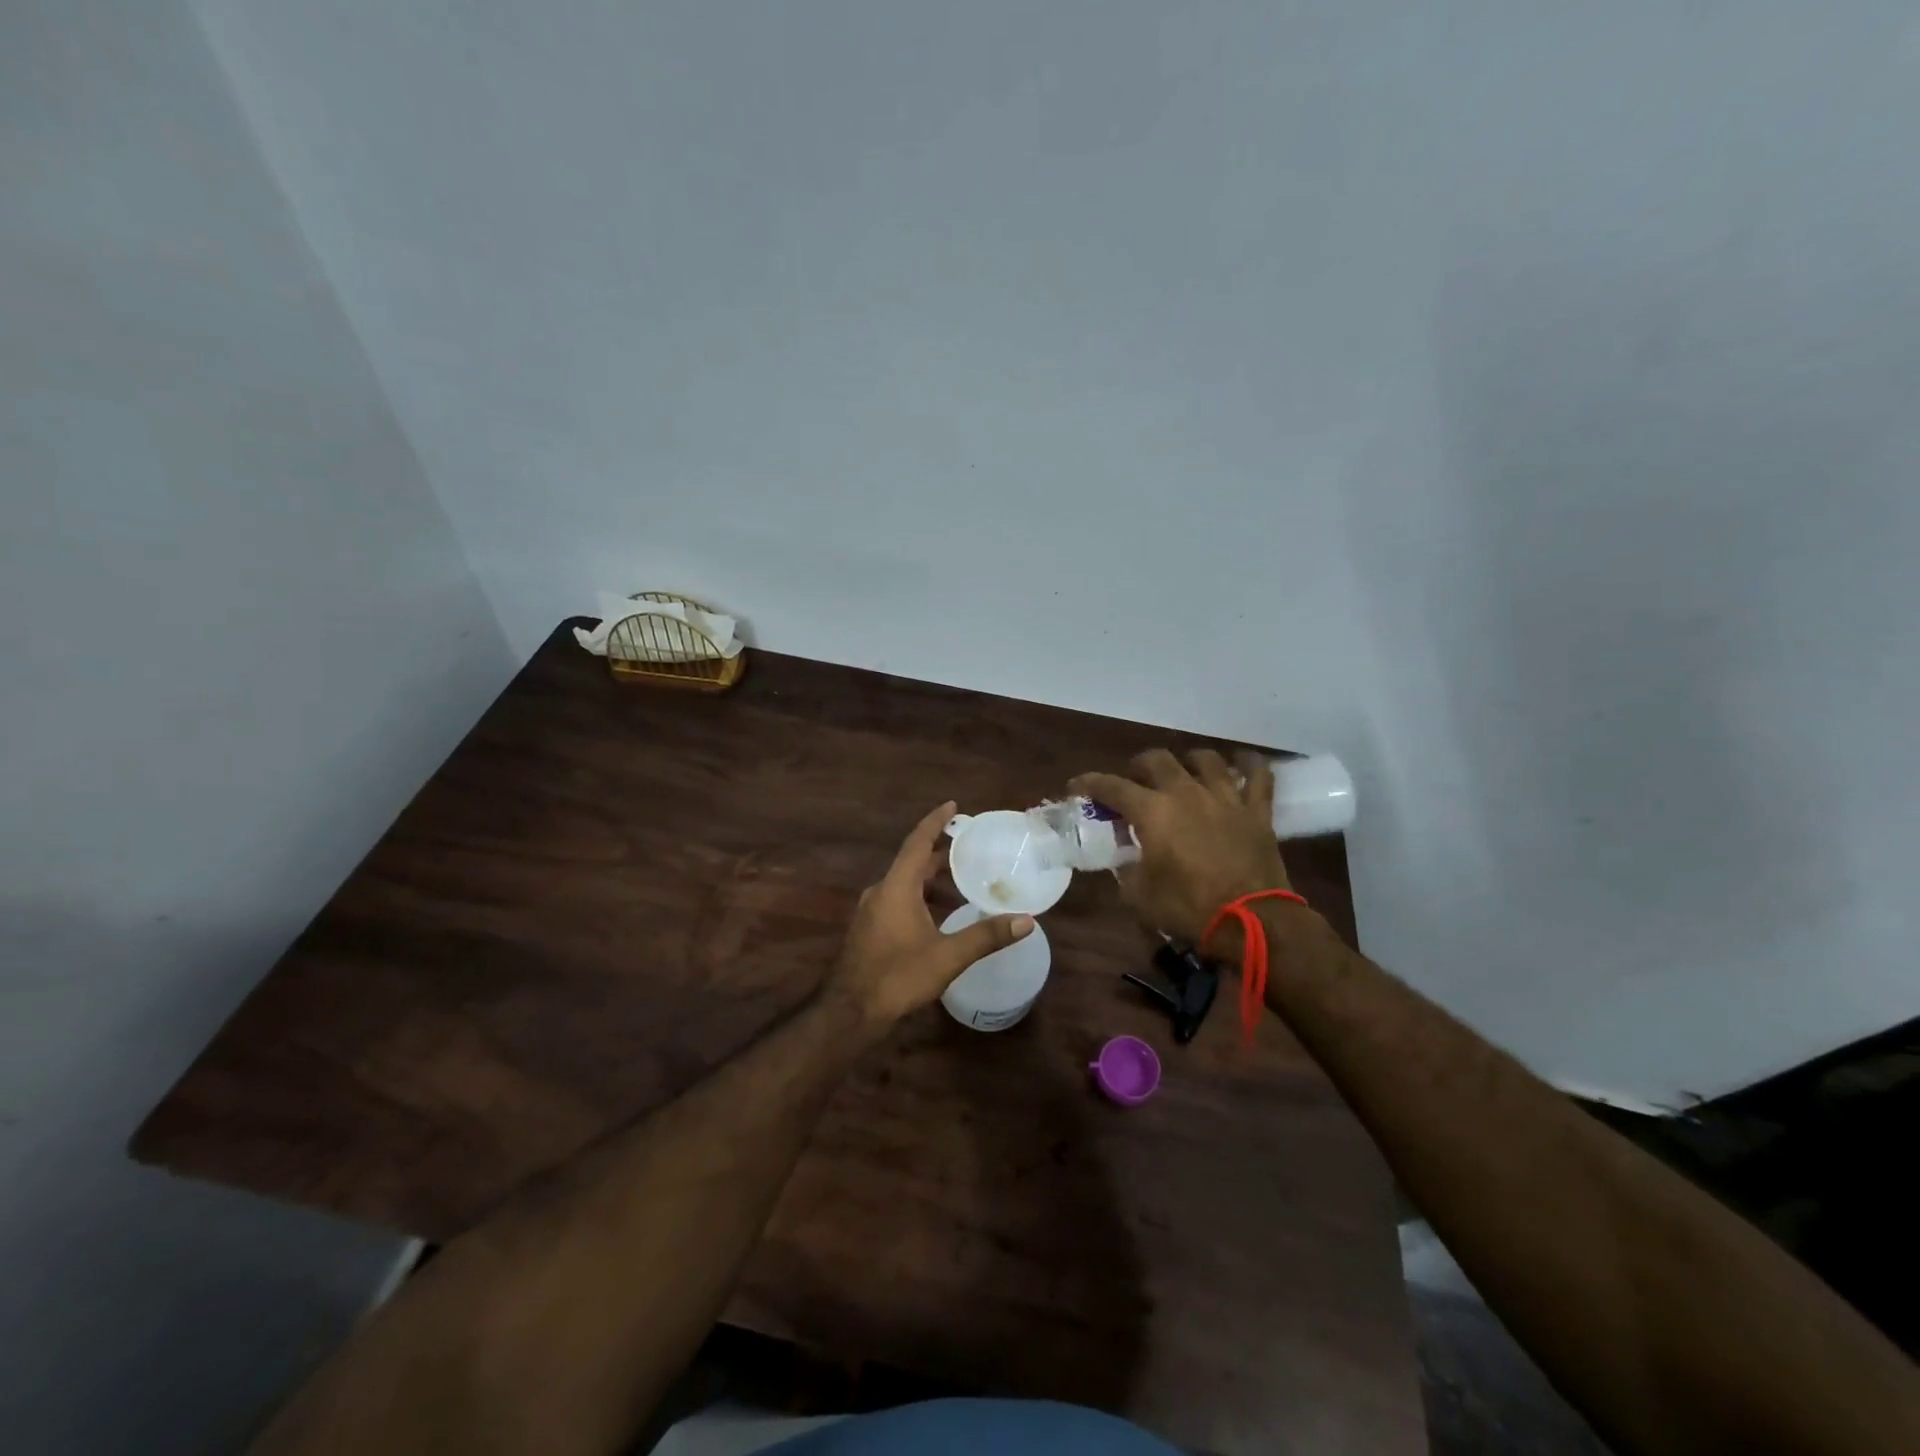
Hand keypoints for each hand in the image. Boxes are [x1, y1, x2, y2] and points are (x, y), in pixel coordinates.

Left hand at [827, 801, 1034, 1031]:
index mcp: (897, 887)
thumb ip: (986, 936)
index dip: (936, 821)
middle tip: (970, 846)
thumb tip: (1026, 920)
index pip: (918, 842)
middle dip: (940, 851)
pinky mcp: (870, 928)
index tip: (953, 805)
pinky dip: (921, 895)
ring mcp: (872, 910)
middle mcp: (881, 890)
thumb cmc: (898, 977)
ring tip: (962, 879)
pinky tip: (939, 912)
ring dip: (931, 877)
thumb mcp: (947, 957)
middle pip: (913, 861)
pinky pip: (898, 898)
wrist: (850, 1011)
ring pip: (905, 882)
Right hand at [1071, 749, 1289, 943]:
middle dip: (1139, 766)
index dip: (1089, 783)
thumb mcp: (1139, 895)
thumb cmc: (1188, 908)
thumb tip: (1127, 861)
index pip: (1111, 786)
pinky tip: (1242, 762)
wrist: (1252, 921)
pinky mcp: (1256, 809)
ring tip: (1184, 772)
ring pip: (1205, 759)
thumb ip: (1127, 870)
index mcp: (1152, 811)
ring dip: (1189, 761)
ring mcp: (1224, 796)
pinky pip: (1257, 774)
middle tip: (1135, 781)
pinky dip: (1249, 764)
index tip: (1076, 785)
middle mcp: (1185, 792)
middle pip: (1157, 760)